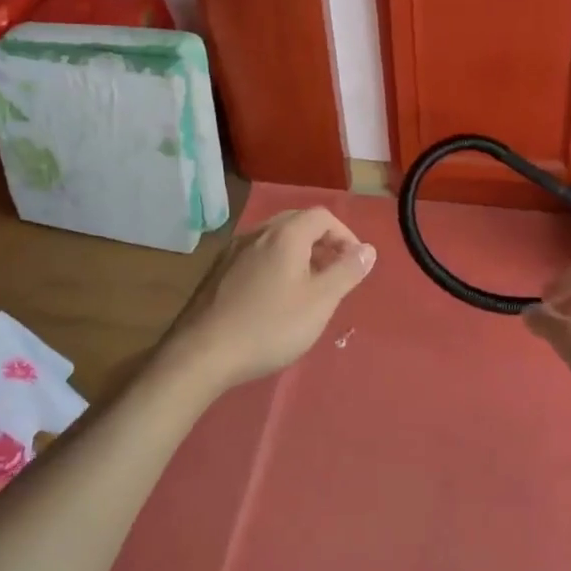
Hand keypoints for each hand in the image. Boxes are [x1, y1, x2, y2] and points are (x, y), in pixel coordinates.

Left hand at [160, 208, 376, 393]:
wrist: (202, 353)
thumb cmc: (269, 326)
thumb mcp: (319, 302)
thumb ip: (347, 272)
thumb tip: (368, 250)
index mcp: (285, 235)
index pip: (322, 216)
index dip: (345, 235)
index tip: (354, 265)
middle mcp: (257, 233)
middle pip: (297, 223)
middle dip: (322, 242)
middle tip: (335, 273)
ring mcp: (233, 251)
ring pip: (275, 240)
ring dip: (299, 254)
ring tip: (309, 287)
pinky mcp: (218, 272)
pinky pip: (256, 255)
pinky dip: (276, 265)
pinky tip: (275, 298)